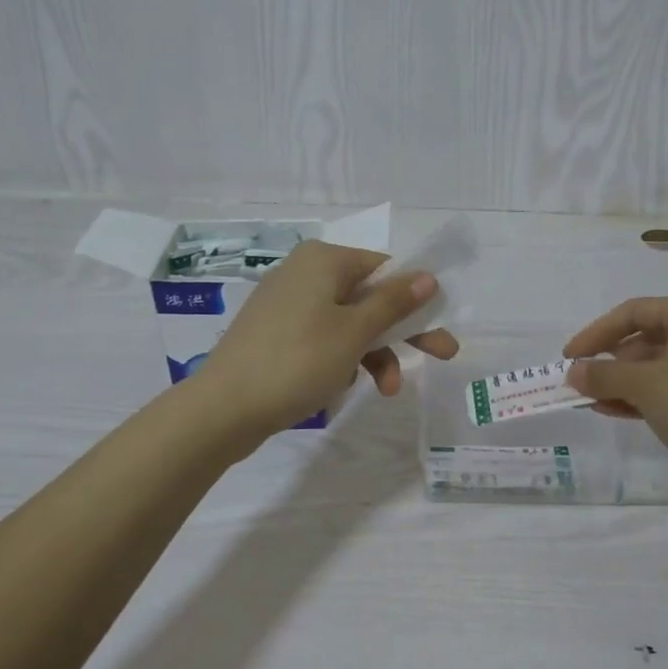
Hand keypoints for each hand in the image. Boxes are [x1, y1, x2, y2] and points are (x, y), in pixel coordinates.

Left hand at [195, 240, 458, 440]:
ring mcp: (287, 303)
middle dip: (403, 331)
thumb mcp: (355, 332)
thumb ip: (394, 302)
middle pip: (370, 297)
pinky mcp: (275, 332)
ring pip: (348, 322)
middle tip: (443, 355)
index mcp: (324, 260)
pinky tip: (342, 386)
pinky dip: (342, 358)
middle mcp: (305, 272)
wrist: (224, 408)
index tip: (439, 328)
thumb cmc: (297, 361)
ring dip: (374, 353)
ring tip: (386, 389)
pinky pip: (323, 337)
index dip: (417, 299)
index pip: (386, 268)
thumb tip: (427, 275)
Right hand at [563, 296, 667, 481]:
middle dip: (610, 362)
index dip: (596, 333)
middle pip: (646, 338)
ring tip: (591, 402)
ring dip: (623, 383)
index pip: (633, 312)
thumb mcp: (644, 385)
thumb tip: (574, 372)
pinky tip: (617, 412)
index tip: (568, 357)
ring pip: (658, 367)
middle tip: (580, 383)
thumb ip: (603, 374)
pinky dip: (644, 397)